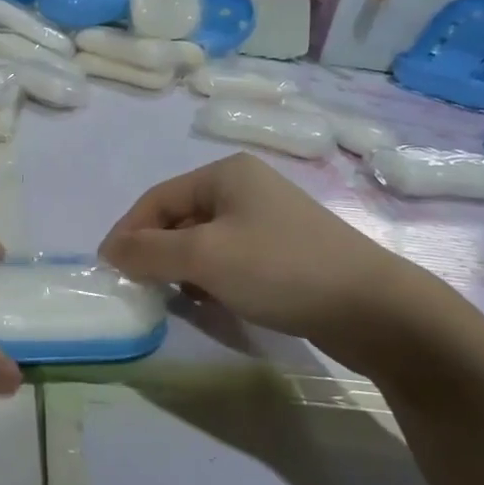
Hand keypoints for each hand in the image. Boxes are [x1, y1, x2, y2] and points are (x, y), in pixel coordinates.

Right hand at [100, 153, 425, 347]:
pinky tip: (212, 302)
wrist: (375, 310)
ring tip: (174, 299)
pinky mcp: (284, 252)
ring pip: (202, 242)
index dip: (127, 232)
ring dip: (181, 269)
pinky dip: (211, 279)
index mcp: (225, 174)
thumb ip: (148, 252)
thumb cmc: (280, 269)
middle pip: (179, 219)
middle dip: (155, 253)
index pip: (156, 199)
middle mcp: (245, 188)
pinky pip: (229, 259)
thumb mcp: (204, 258)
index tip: (108, 269)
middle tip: (138, 288)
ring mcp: (268, 220)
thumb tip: (110, 252)